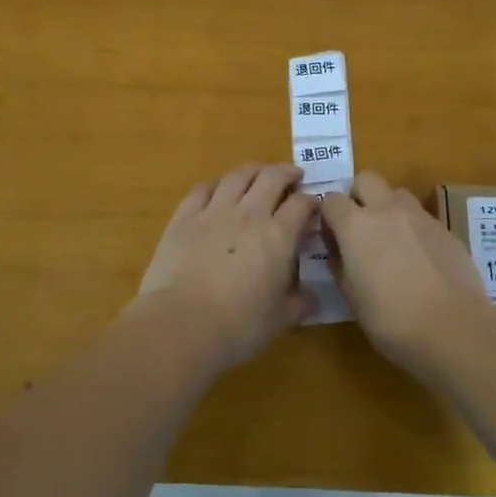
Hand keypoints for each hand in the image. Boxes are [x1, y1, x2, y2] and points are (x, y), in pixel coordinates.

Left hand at [136, 163, 318, 368]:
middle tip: (292, 176)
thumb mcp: (280, 319)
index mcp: (278, 236)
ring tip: (259, 173)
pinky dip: (215, 185)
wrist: (182, 323)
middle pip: (271, 178)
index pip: (301, 205)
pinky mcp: (184, 217)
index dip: (310, 200)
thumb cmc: (239, 326)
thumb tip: (312, 297)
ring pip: (237, 176)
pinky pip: (202, 189)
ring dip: (253, 171)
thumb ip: (299, 303)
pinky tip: (218, 189)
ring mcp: (214, 212)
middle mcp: (249, 214)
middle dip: (286, 173)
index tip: (313, 204)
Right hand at [321, 171, 492, 371]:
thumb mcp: (351, 297)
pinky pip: (422, 217)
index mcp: (355, 225)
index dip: (329, 217)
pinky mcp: (445, 229)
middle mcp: (386, 210)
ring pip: (397, 194)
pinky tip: (420, 259)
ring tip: (392, 240)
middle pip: (366, 179)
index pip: (331, 200)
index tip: (333, 238)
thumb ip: (340, 264)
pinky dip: (414, 229)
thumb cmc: (391, 319)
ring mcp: (420, 216)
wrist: (454, 328)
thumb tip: (338, 250)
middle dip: (359, 196)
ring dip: (389, 208)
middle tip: (361, 228)